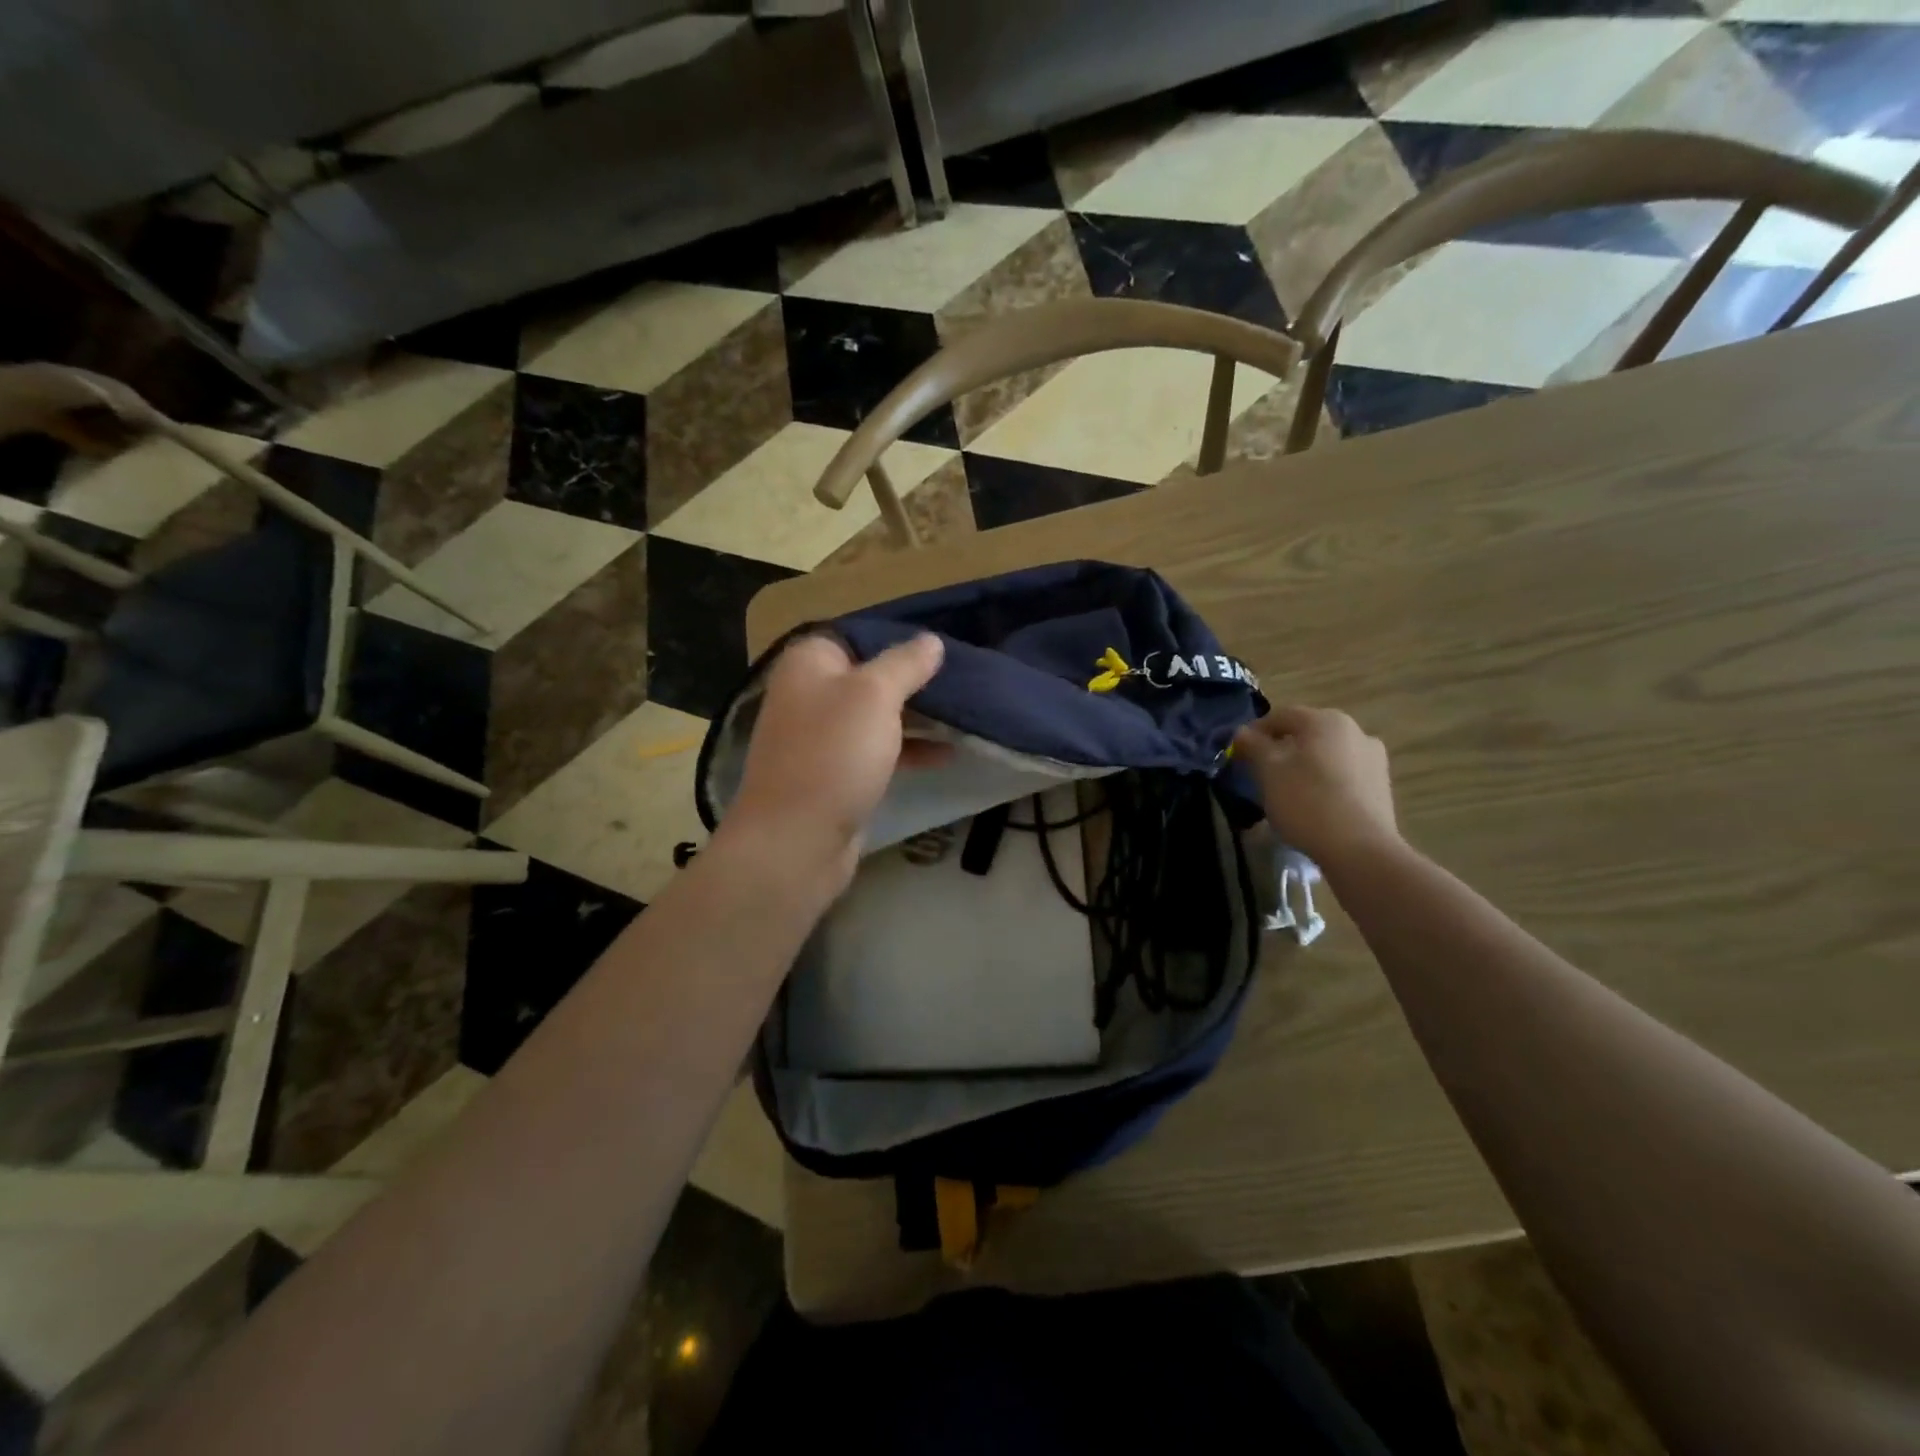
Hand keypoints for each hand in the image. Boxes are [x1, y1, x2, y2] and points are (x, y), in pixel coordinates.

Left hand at [718, 632, 946, 889]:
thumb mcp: (875, 696)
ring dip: (917, 717)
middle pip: (870, 676)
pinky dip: (908, 750)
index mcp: (809, 663)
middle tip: (962, 682)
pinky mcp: (835, 774)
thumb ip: (905, 664)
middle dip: (915, 681)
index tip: (943, 649)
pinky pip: (877, 750)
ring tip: (964, 716)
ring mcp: (822, 737)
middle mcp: (811, 694)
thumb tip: (930, 640)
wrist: (796, 840)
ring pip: (877, 716)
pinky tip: (947, 755)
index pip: (858, 634)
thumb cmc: (834, 754)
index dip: (899, 640)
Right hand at [1232, 705, 1400, 869]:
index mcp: (1325, 720)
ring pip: (1326, 754)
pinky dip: (1325, 782)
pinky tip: (1314, 805)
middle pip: (1306, 733)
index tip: (1239, 753)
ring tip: (1288, 792)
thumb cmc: (1306, 801)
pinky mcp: (1381, 786)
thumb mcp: (1267, 770)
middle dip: (1281, 749)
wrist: (1360, 849)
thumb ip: (1253, 745)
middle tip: (1261, 773)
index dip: (1255, 731)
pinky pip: (1344, 775)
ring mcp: (1374, 758)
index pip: (1281, 715)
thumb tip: (1242, 732)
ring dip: (1304, 765)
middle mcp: (1355, 730)